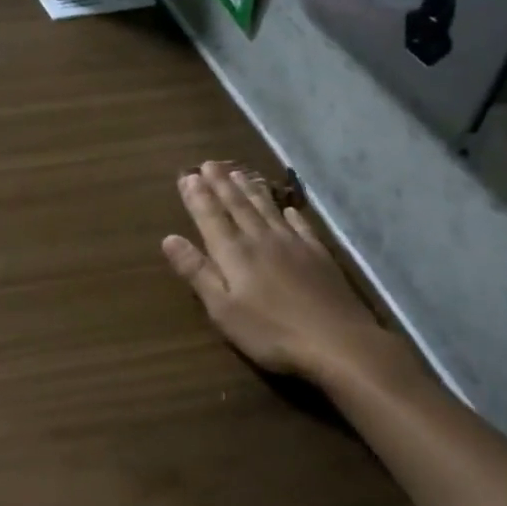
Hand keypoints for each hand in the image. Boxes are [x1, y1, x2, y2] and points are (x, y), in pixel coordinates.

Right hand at [162, 162, 418, 391]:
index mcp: (234, 253)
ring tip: (239, 173)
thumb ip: (197, 272)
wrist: (337, 342)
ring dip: (250, 190)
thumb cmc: (270, 331)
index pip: (210, 217)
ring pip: (266, 209)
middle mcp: (261, 239)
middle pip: (237, 206)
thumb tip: (169, 238)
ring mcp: (293, 245)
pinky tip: (287, 209)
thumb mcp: (223, 308)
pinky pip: (300, 226)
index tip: (187, 175)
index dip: (197, 196)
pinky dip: (290, 214)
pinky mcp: (318, 255)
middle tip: (209, 163)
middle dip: (221, 184)